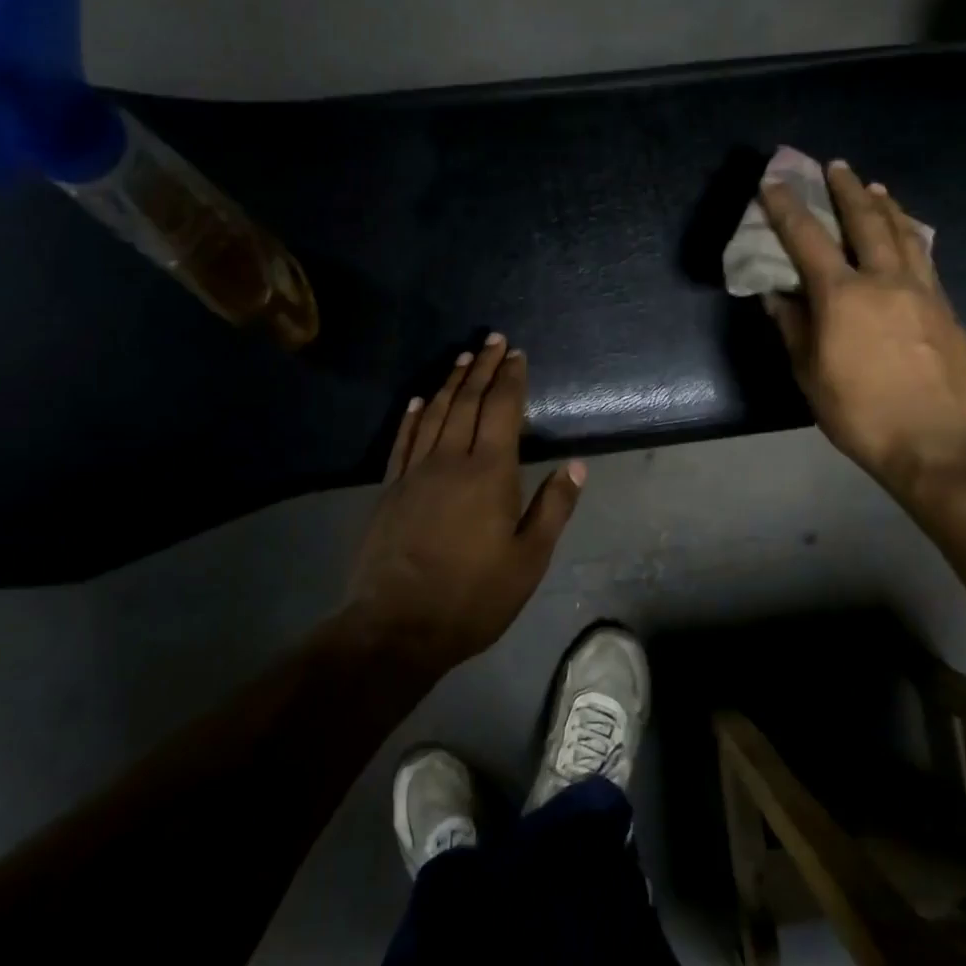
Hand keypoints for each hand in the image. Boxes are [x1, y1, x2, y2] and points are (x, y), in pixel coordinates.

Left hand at [346, 334, 584, 668]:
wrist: (397, 625)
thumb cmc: (473, 597)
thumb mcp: (528, 560)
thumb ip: (552, 509)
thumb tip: (576, 466)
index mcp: (489, 474)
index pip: (502, 410)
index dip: (510, 379)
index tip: (516, 354)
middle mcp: (450, 460)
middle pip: (467, 401)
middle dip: (482, 367)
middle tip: (492, 340)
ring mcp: (414, 472)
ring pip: (434, 413)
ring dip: (450, 382)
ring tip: (462, 358)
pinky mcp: (389, 488)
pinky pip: (403, 439)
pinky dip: (413, 415)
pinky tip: (418, 400)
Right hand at [760, 160, 965, 498]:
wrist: (932, 441)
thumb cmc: (858, 411)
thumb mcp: (809, 372)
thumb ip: (792, 327)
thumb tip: (776, 295)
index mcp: (843, 295)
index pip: (807, 239)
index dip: (787, 208)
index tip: (774, 181)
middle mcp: (884, 280)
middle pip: (865, 221)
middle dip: (847, 189)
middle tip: (836, 165)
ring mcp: (922, 291)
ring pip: (904, 233)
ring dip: (885, 205)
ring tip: (875, 187)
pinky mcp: (945, 308)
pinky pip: (925, 258)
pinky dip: (911, 236)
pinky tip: (909, 235)